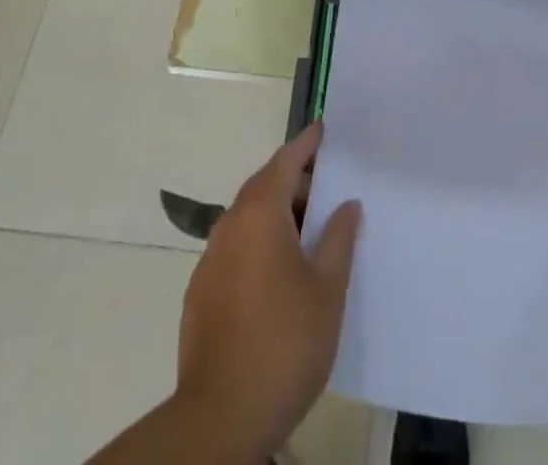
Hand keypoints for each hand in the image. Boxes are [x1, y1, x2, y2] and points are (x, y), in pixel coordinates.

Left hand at [177, 123, 362, 458]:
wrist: (220, 418)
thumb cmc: (285, 343)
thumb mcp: (328, 289)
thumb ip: (338, 238)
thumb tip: (346, 203)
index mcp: (260, 214)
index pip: (285, 160)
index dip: (307, 144)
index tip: (324, 130)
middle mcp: (229, 225)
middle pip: (264, 186)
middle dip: (295, 181)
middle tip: (328, 189)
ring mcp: (210, 260)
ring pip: (248, 218)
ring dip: (277, 214)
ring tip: (309, 232)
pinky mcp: (201, 292)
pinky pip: (235, 248)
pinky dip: (259, 243)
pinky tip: (279, 273)